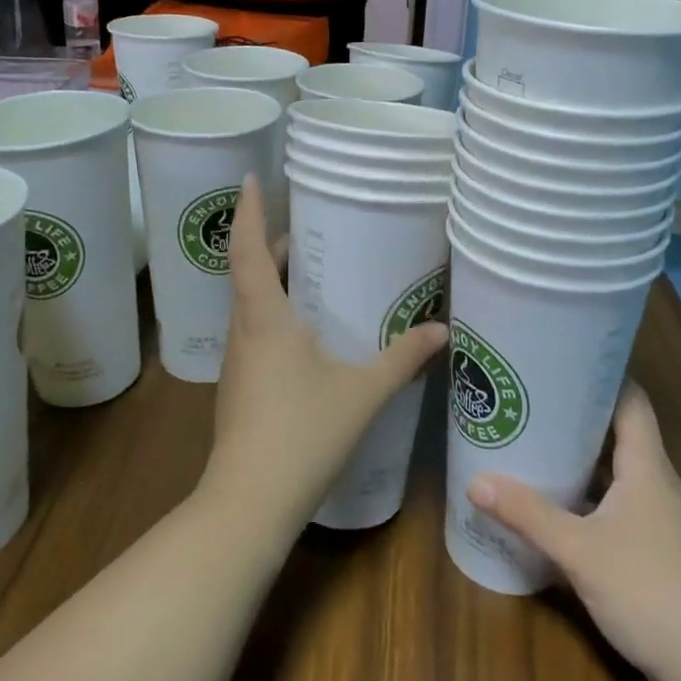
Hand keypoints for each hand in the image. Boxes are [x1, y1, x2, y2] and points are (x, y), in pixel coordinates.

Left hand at [201, 175, 447, 538]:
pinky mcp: (240, 385)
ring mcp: (238, 361)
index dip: (248, 211)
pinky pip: (255, 330)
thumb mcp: (362, 393)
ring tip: (310, 268)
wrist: (249, 502)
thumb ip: (402, 358)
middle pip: (248, 272)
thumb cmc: (302, 434)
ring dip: (271, 278)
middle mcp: (244, 331)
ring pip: (250, 303)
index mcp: (265, 318)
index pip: (248, 250)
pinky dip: (275, 311)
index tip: (249, 178)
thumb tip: (442, 330)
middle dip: (270, 242)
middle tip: (305, 224)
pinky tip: (306, 329)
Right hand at [467, 383, 680, 680]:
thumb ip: (528, 515)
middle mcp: (654, 482)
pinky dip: (584, 493)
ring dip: (577, 456)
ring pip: (614, 469)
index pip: (629, 399)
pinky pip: (613, 502)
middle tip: (526, 398)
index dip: (599, 374)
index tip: (558, 357)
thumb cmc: (651, 591)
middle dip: (574, 413)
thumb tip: (475, 482)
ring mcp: (656, 517)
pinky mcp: (652, 548)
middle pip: (617, 430)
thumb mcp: (580, 551)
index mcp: (646, 465)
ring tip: (530, 439)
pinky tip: (553, 502)